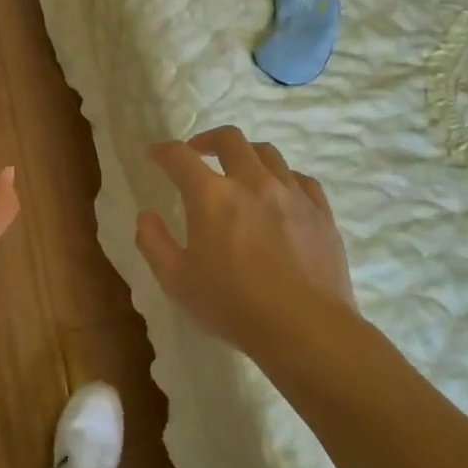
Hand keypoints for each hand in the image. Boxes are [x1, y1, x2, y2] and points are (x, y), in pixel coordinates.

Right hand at [136, 126, 355, 363]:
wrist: (306, 329)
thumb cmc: (233, 305)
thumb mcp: (176, 281)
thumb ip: (153, 242)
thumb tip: (146, 216)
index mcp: (211, 196)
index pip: (179, 157)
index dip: (162, 151)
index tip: (154, 156)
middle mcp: (252, 182)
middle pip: (229, 139)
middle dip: (207, 140)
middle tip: (197, 154)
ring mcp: (291, 193)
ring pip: (267, 153)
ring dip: (245, 154)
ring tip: (238, 171)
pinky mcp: (320, 211)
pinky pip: (300, 178)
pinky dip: (282, 178)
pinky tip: (278, 194)